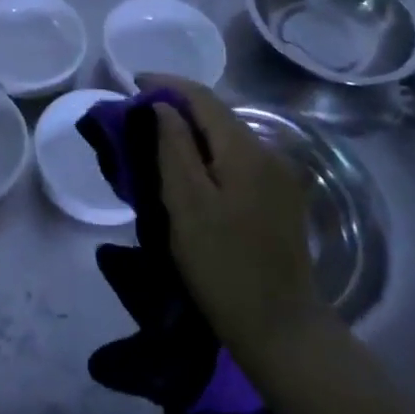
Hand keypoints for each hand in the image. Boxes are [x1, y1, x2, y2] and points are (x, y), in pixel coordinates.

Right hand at [147, 74, 328, 361]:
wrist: (282, 331)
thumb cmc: (224, 266)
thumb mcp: (186, 204)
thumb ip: (172, 147)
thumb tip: (162, 106)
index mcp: (246, 149)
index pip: (202, 97)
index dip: (166, 84)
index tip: (132, 82)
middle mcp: (269, 152)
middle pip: (217, 114)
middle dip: (177, 107)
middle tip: (137, 115)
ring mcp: (280, 176)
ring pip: (228, 137)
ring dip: (193, 132)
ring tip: (157, 140)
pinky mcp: (282, 199)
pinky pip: (239, 159)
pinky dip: (210, 153)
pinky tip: (191, 169)